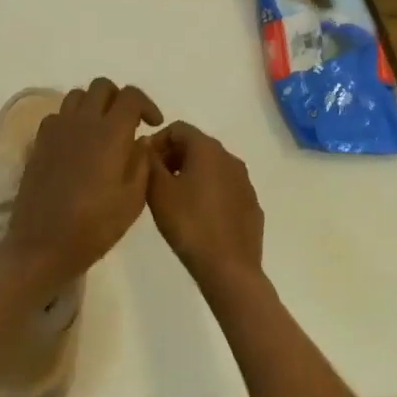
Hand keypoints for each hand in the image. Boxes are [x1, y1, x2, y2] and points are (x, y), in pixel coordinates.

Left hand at [2, 78, 162, 291]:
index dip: (146, 104)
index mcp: (110, 133)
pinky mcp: (39, 142)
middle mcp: (82, 122)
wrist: (42, 245)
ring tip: (101, 131)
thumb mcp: (132, 200)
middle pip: (102, 86)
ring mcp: (56, 129)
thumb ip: (141, 163)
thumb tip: (140, 140)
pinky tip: (77, 144)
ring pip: (77, 96)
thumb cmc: (94, 227)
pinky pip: (58, 115)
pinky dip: (72, 120)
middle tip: (127, 124)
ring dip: (94, 105)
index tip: (153, 124)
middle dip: (119, 99)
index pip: (130, 96)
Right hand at [146, 122, 264, 295]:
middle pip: (196, 145)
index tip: (145, 164)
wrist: (229, 268)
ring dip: (191, 175)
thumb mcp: (158, 192)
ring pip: (212, 167)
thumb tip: (147, 145)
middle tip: (156, 182)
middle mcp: (230, 157)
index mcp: (207, 149)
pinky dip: (209, 193)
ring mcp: (244, 181)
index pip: (178, 128)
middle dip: (173, 157)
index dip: (158, 141)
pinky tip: (199, 217)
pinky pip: (225, 188)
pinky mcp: (251, 204)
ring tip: (175, 200)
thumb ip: (149, 162)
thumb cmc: (189, 224)